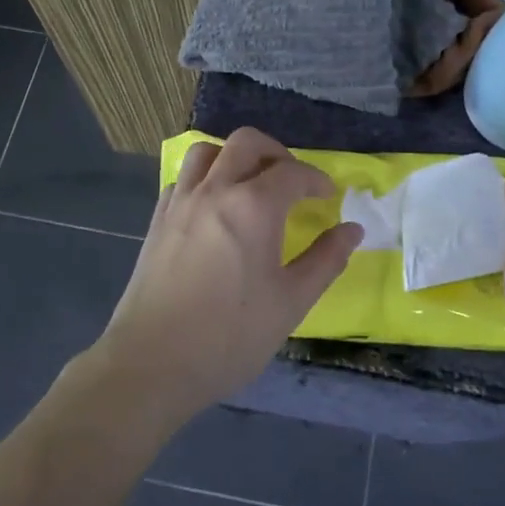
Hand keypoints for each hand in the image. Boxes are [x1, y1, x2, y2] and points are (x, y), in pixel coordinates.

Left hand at [95, 128, 361, 420]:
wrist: (152, 362)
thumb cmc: (230, 335)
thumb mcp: (291, 302)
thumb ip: (326, 260)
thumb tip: (352, 230)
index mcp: (253, 207)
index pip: (292, 172)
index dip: (316, 179)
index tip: (329, 196)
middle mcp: (215, 191)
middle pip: (247, 143)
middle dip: (276, 153)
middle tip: (292, 180)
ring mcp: (180, 202)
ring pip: (207, 151)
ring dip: (234, 156)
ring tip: (251, 184)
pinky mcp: (157, 220)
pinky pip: (184, 178)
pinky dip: (205, 177)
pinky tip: (214, 207)